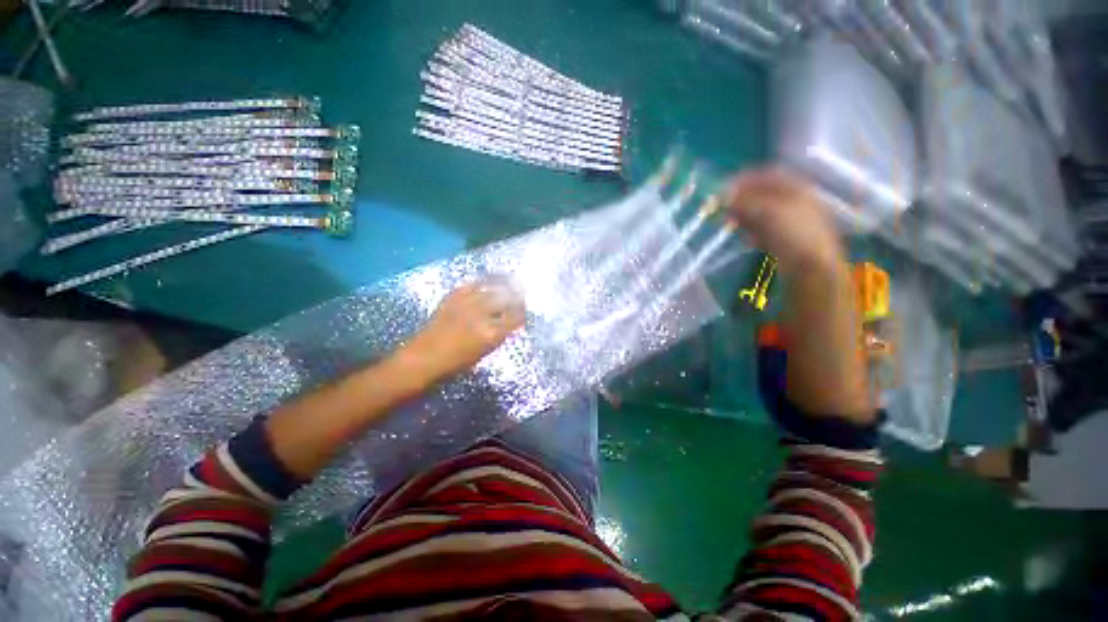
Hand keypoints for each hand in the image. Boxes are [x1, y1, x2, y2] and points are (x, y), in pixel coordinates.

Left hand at [398, 278, 525, 382]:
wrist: (425, 357)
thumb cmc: (457, 363)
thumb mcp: (485, 351)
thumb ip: (500, 334)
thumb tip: (510, 321)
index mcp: (492, 333)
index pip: (516, 317)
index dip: (523, 311)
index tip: (525, 309)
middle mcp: (482, 315)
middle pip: (506, 299)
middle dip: (516, 295)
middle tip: (521, 293)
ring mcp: (467, 303)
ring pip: (491, 288)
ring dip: (503, 285)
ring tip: (509, 282)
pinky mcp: (453, 297)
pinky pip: (472, 285)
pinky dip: (482, 282)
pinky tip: (488, 282)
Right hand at [724, 167, 844, 273]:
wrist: (810, 267)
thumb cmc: (792, 233)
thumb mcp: (766, 213)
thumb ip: (744, 202)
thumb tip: (723, 197)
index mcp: (797, 189)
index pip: (768, 176)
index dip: (746, 180)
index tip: (725, 188)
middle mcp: (797, 202)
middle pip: (765, 195)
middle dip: (742, 200)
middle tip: (723, 208)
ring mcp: (793, 222)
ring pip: (763, 214)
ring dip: (744, 216)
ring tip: (728, 223)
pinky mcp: (787, 240)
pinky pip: (765, 231)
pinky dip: (751, 232)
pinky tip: (743, 238)